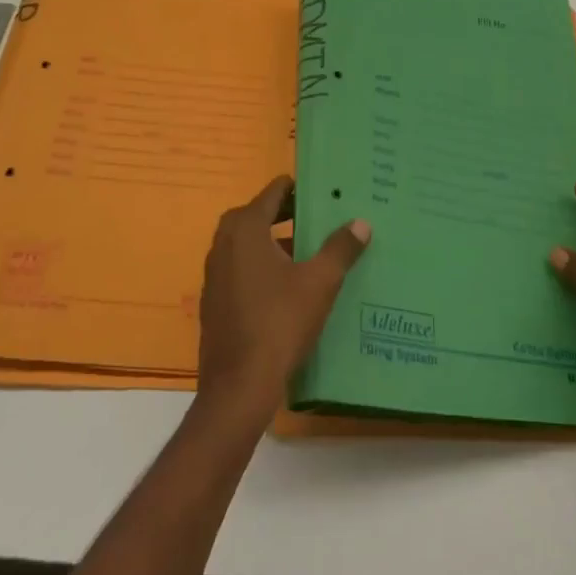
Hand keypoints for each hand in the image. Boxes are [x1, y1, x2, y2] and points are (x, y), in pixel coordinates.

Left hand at [197, 176, 369, 425]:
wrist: (239, 386)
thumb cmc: (280, 322)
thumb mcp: (320, 282)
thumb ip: (340, 248)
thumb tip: (361, 222)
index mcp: (245, 230)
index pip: (272, 193)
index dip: (296, 189)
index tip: (321, 190)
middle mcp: (223, 244)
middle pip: (255, 216)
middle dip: (284, 214)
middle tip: (316, 218)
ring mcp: (215, 275)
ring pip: (246, 245)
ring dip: (272, 242)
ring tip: (307, 251)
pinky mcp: (214, 302)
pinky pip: (240, 270)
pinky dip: (261, 267)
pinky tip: (286, 287)